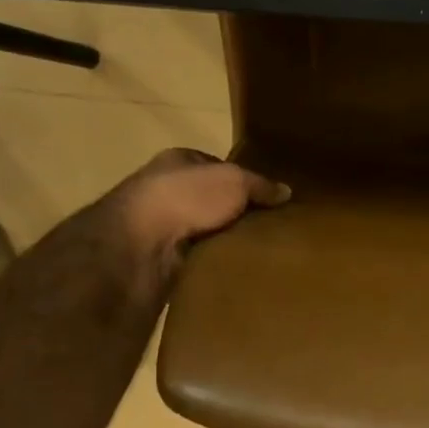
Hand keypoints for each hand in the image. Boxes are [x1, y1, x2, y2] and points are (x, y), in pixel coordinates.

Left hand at [102, 148, 289, 257]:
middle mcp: (166, 189)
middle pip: (211, 199)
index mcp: (178, 161)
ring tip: (259, 249)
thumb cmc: (186, 198)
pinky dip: (214, 260)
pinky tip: (236, 266)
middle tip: (269, 226)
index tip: (268, 198)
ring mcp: (161, 225)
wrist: (142, 246)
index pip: (216, 166)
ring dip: (225, 239)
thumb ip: (260, 186)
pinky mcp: (161, 257)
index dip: (242, 180)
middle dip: (236, 212)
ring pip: (205, 229)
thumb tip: (286, 192)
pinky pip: (198, 256)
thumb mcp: (234, 181)